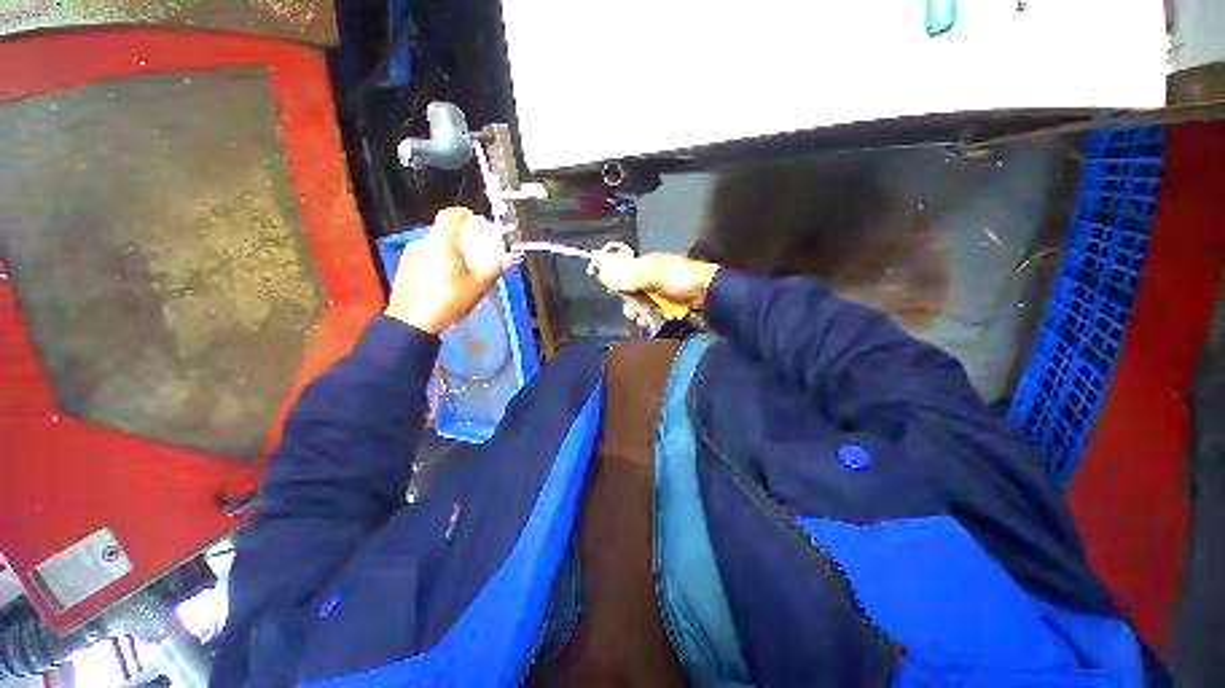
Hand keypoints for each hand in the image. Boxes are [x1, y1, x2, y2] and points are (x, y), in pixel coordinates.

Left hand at [385, 207, 508, 334]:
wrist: (414, 322)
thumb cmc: (449, 300)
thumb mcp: (478, 285)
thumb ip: (494, 269)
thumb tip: (509, 259)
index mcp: (441, 242)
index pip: (449, 215)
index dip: (463, 214)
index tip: (474, 221)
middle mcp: (422, 243)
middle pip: (442, 231)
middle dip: (459, 237)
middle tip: (473, 251)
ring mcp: (409, 255)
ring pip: (432, 245)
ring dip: (446, 250)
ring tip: (460, 268)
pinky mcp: (403, 268)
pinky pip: (423, 256)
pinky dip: (435, 260)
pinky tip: (443, 280)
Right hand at [590, 249, 719, 327]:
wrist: (709, 293)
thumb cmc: (680, 279)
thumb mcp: (654, 274)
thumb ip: (632, 276)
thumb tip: (609, 276)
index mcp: (647, 265)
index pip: (626, 274)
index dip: (620, 286)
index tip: (618, 298)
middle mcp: (653, 276)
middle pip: (635, 292)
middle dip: (633, 305)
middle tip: (632, 316)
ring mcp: (663, 290)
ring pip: (647, 303)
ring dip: (646, 313)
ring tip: (646, 321)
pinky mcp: (672, 301)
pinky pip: (660, 309)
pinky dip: (661, 313)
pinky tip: (667, 315)